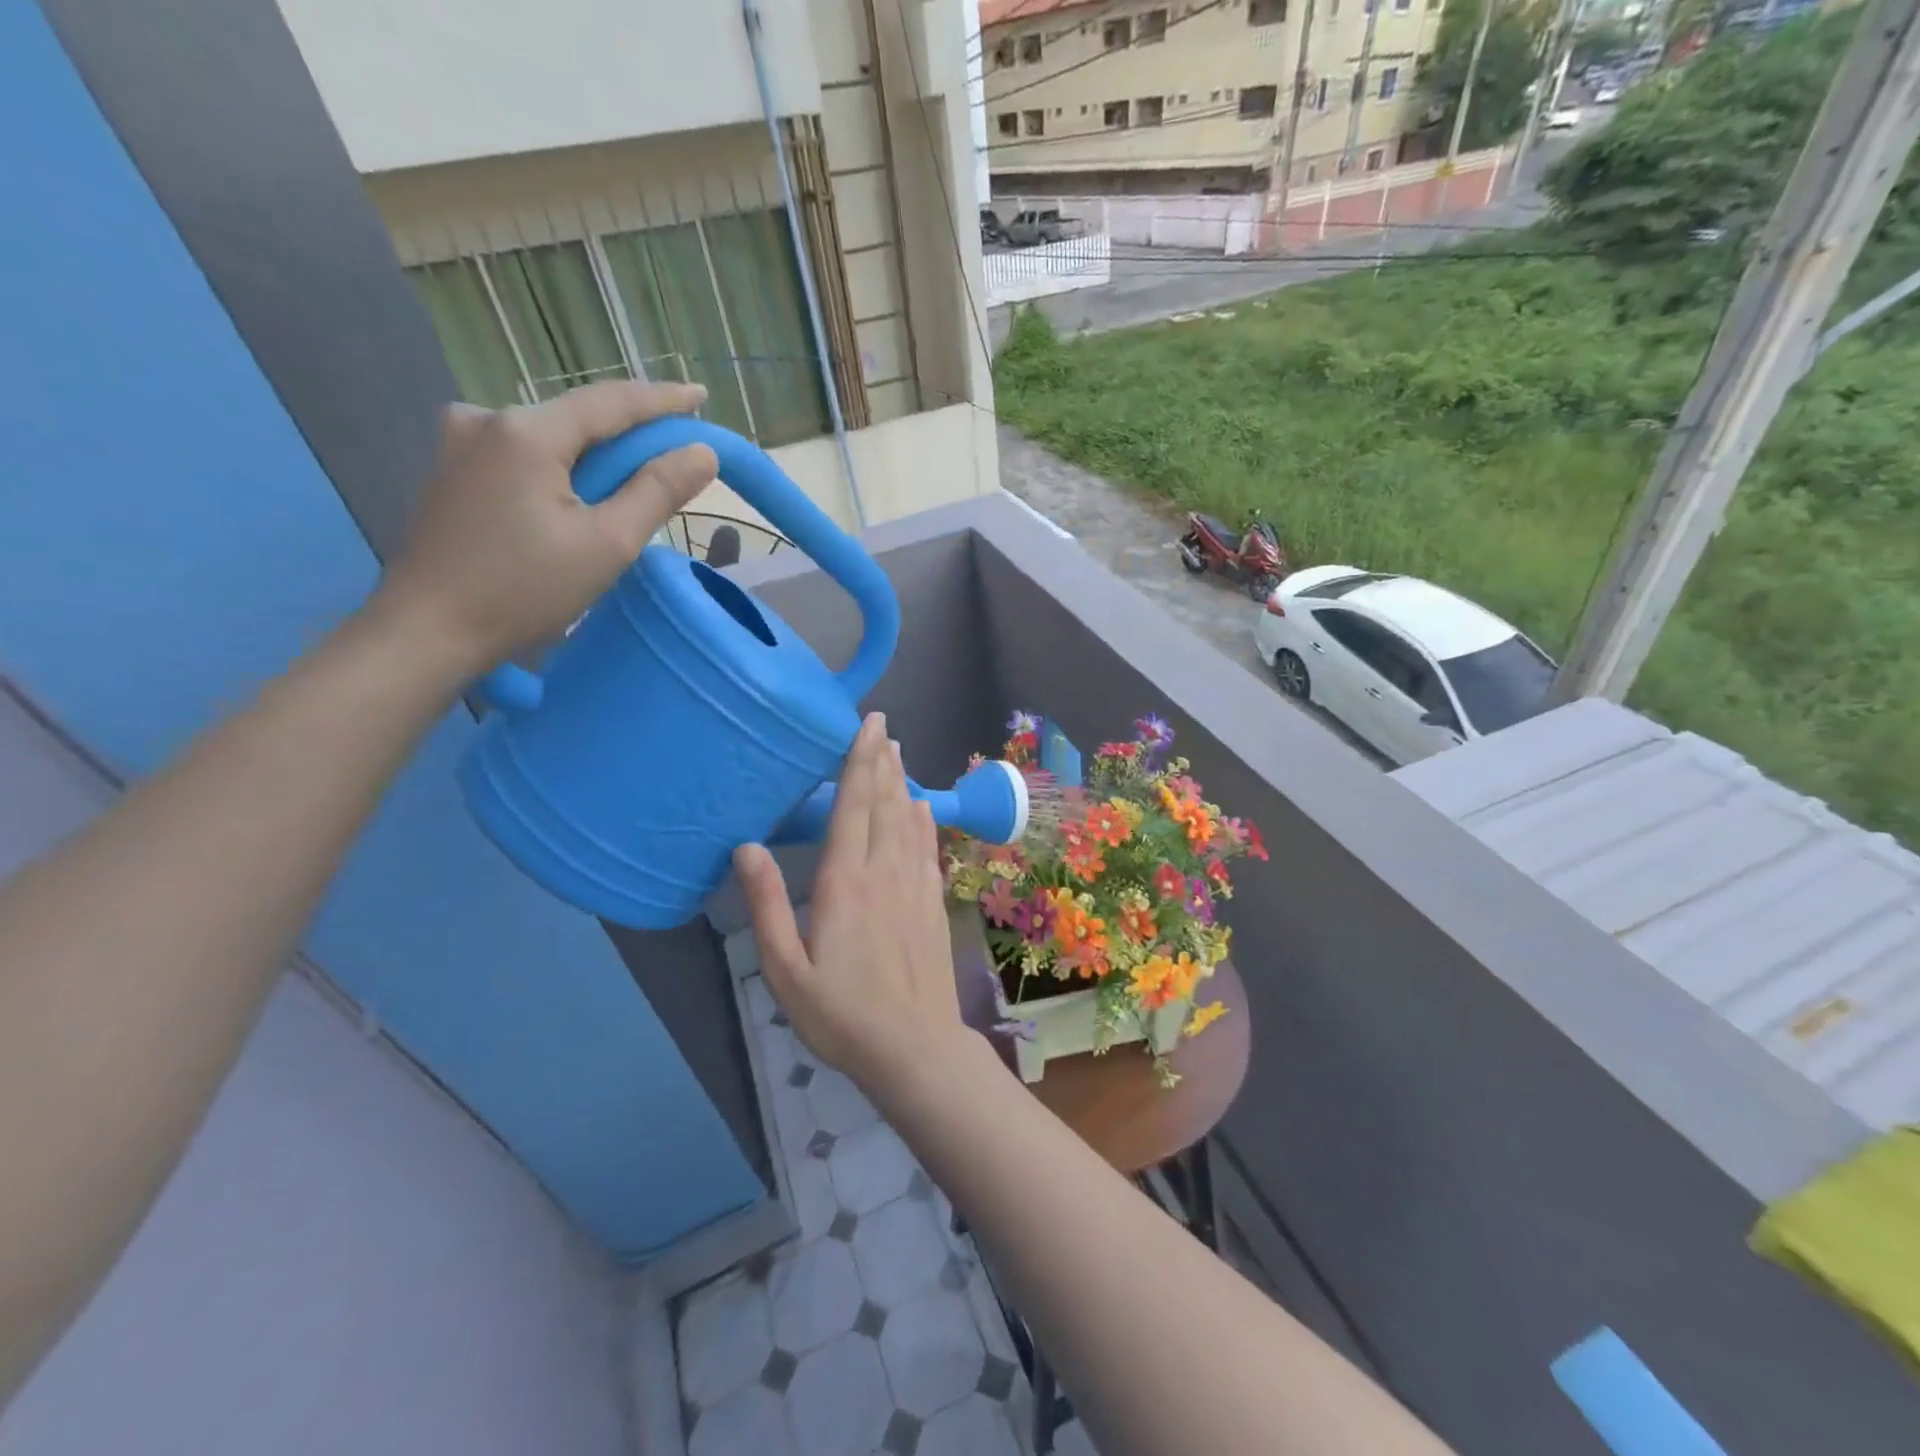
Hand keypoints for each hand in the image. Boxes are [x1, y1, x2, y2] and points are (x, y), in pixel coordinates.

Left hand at [374, 380, 719, 673]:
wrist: (428, 631)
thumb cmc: (524, 590)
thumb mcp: (607, 544)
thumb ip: (657, 492)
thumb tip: (702, 452)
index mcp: (527, 431)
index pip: (610, 402)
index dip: (662, 400)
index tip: (701, 396)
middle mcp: (487, 419)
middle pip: (579, 418)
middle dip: (630, 434)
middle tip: (676, 452)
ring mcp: (461, 443)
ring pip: (552, 438)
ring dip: (595, 455)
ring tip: (632, 483)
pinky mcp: (452, 470)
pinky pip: (524, 455)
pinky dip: (562, 468)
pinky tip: (578, 496)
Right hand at [735, 714, 973, 1099]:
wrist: (914, 1047)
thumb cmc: (841, 1014)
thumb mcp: (786, 969)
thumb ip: (766, 905)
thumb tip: (746, 847)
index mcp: (845, 882)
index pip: (854, 806)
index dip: (859, 761)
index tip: (867, 725)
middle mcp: (884, 871)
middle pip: (884, 803)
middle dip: (882, 761)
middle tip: (882, 726)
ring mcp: (914, 885)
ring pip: (908, 819)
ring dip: (902, 782)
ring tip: (898, 752)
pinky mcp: (933, 902)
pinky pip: (927, 847)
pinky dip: (923, 820)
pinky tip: (921, 807)